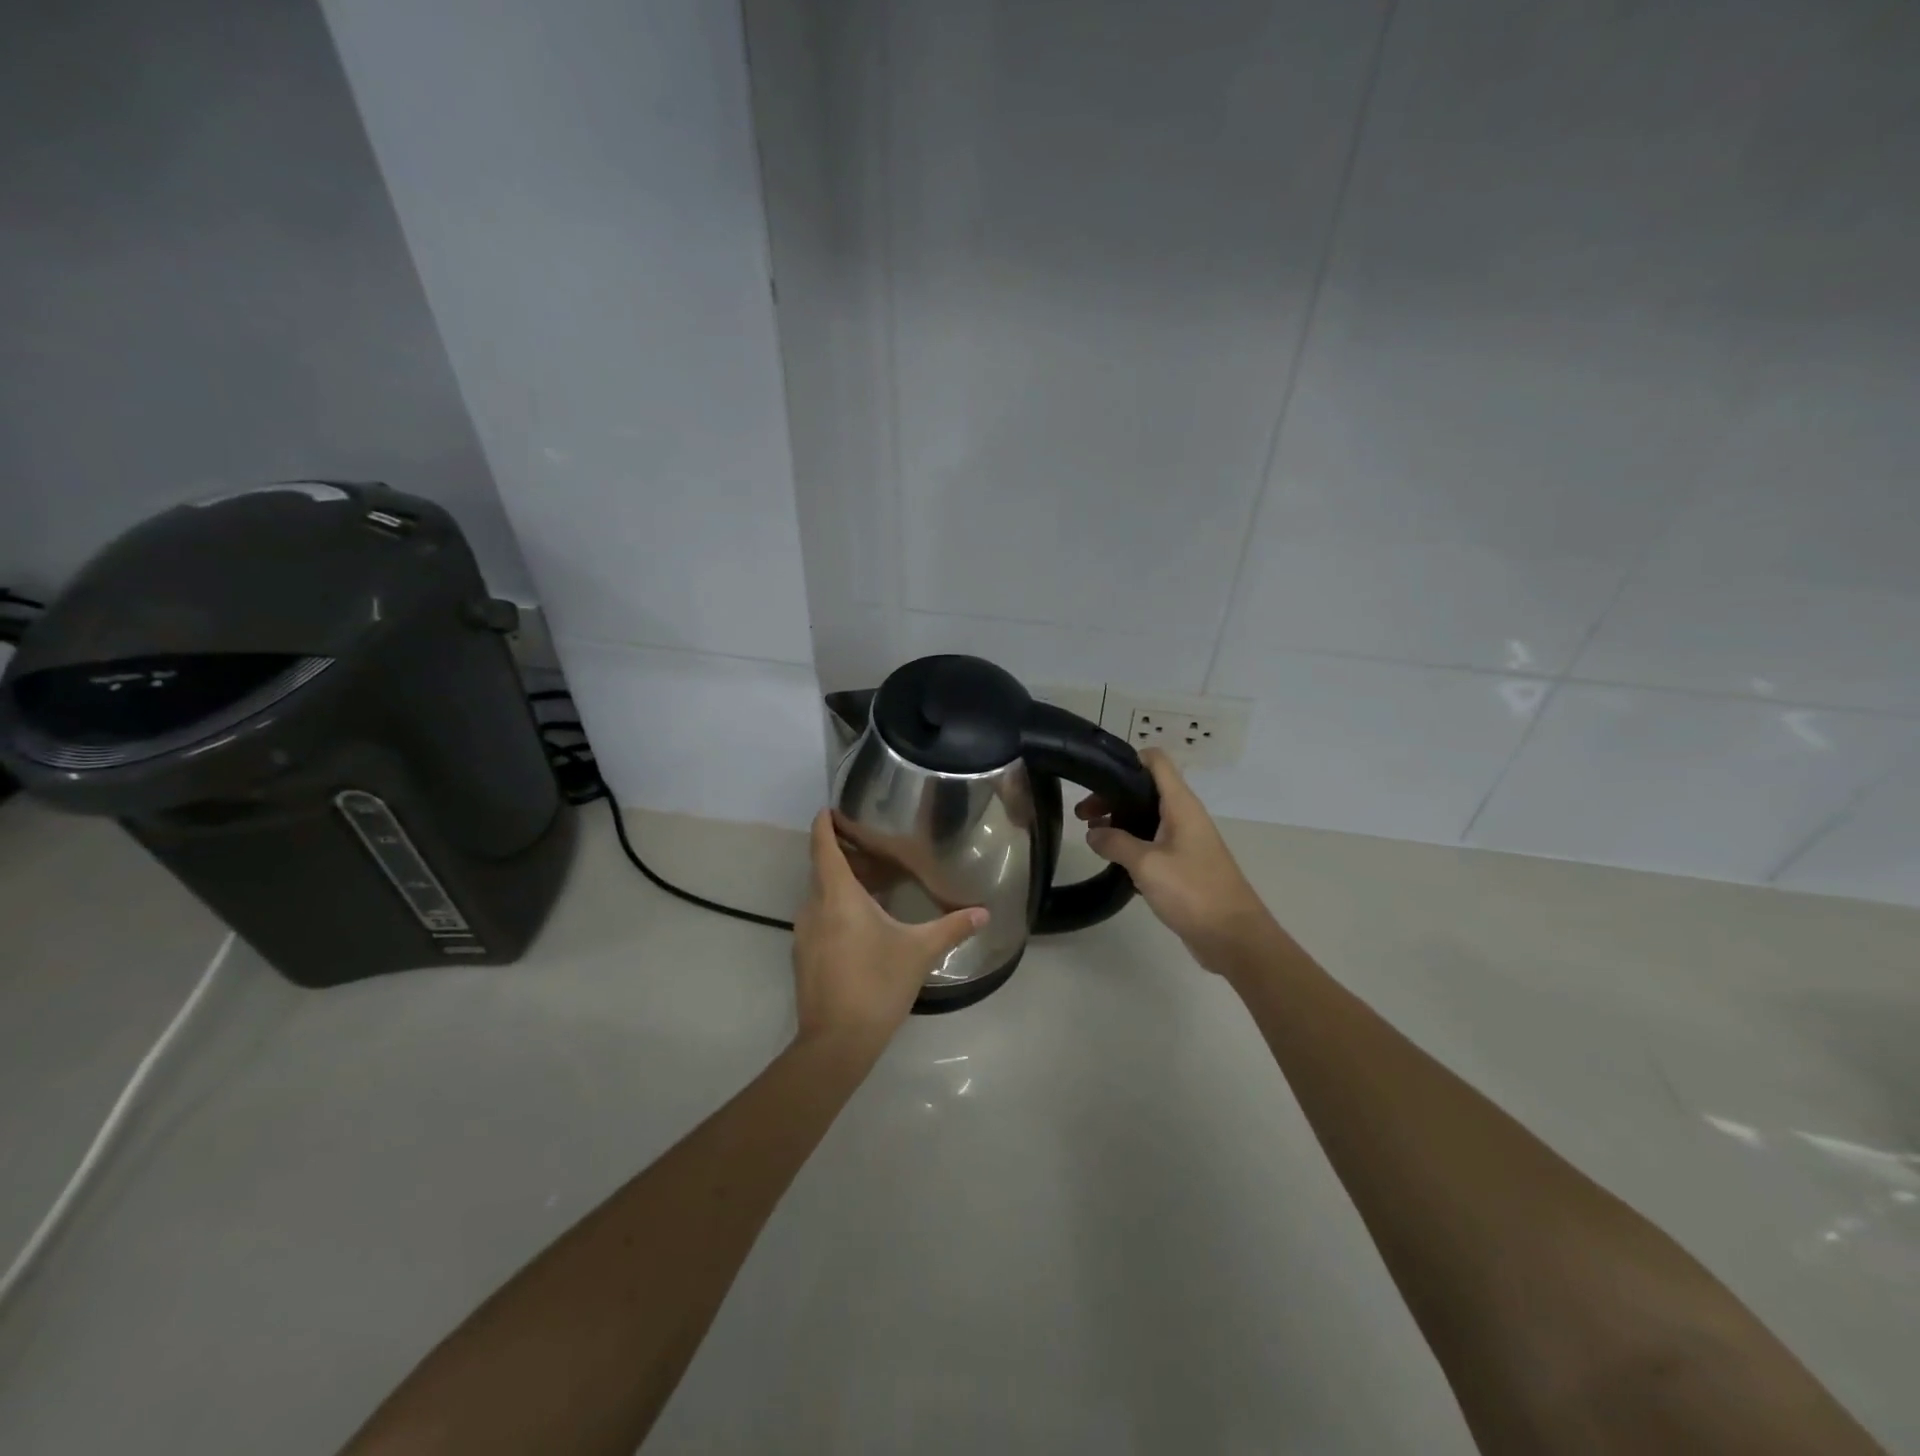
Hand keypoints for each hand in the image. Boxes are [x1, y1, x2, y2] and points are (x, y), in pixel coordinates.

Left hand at [792, 810, 988, 1050]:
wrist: (836, 1043)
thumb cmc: (877, 984)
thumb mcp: (919, 952)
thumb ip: (952, 928)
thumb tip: (984, 912)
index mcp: (837, 895)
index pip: (822, 846)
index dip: (824, 824)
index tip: (832, 808)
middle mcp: (813, 907)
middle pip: (821, 868)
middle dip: (841, 853)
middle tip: (871, 844)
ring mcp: (804, 934)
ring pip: (819, 894)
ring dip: (839, 883)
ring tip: (872, 881)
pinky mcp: (803, 956)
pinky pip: (818, 917)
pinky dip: (835, 907)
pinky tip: (862, 922)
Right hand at [1076, 749, 1276, 973]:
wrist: (1233, 937)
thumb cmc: (1193, 892)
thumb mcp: (1146, 864)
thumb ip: (1115, 843)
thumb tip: (1093, 833)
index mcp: (1180, 805)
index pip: (1156, 761)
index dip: (1126, 760)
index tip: (1096, 776)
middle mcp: (1184, 816)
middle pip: (1145, 790)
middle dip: (1113, 797)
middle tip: (1082, 815)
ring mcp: (1186, 841)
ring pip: (1147, 818)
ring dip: (1120, 823)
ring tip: (1092, 838)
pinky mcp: (1184, 865)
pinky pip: (1153, 844)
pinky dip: (1132, 846)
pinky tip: (1113, 862)